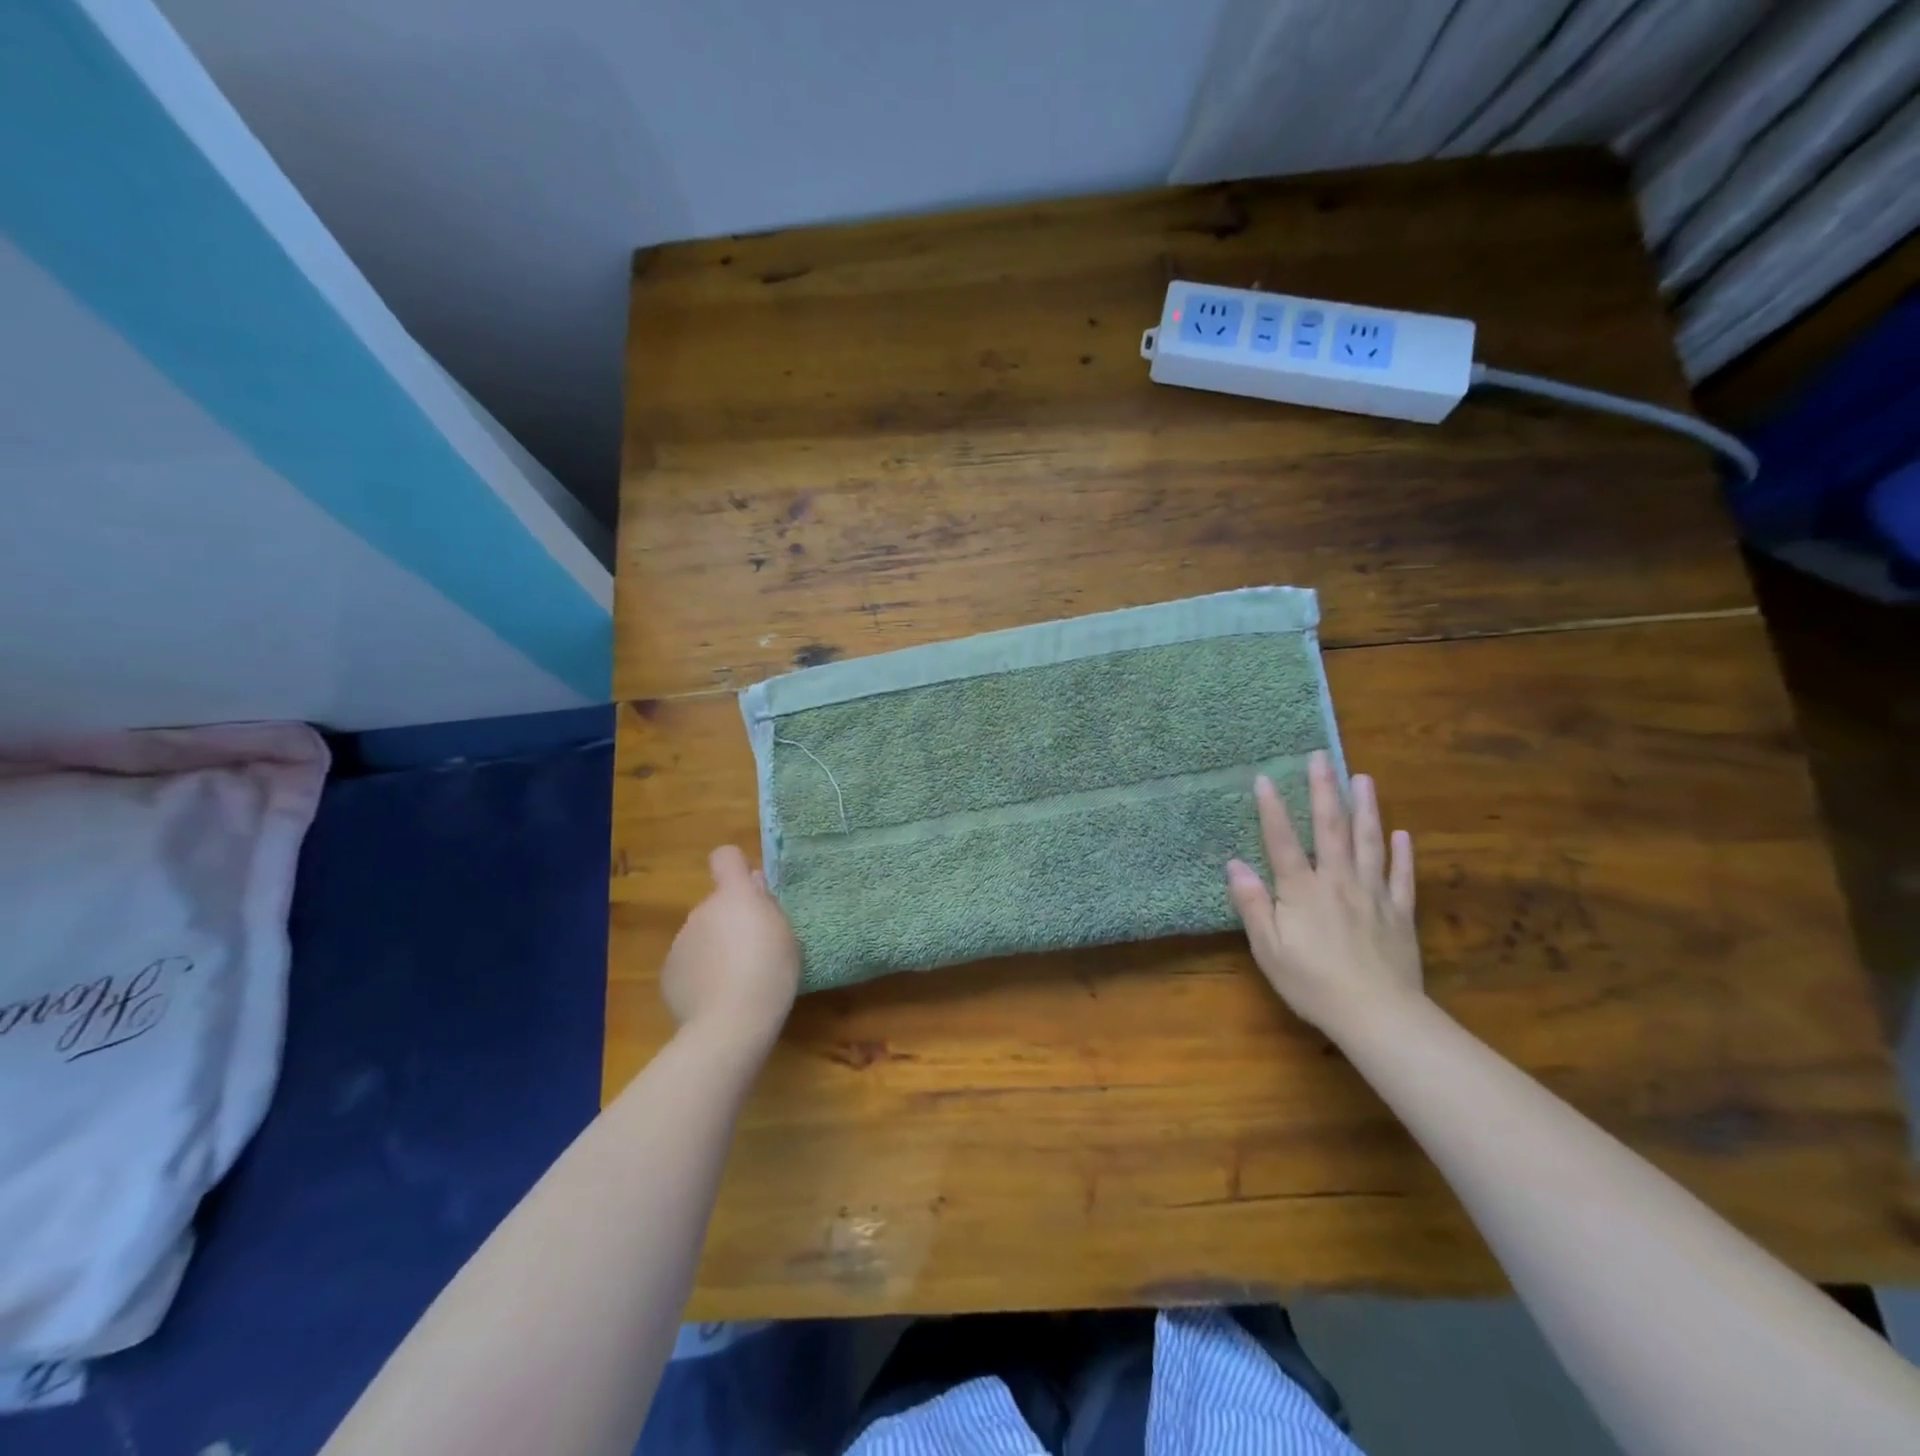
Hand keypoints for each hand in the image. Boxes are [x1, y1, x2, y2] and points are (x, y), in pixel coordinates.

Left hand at [661, 846, 799, 1047]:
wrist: (731, 1023)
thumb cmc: (770, 972)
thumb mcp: (785, 934)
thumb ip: (766, 905)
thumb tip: (753, 885)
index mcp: (734, 896)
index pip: (725, 857)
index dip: (735, 867)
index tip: (749, 888)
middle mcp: (701, 911)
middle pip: (716, 906)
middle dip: (729, 921)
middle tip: (752, 951)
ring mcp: (680, 942)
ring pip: (700, 936)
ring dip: (714, 949)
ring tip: (735, 981)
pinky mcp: (668, 974)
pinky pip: (688, 964)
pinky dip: (699, 975)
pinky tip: (715, 998)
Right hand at [1226, 750, 1422, 1036]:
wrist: (1378, 1016)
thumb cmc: (1313, 983)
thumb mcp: (1269, 949)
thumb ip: (1253, 904)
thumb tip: (1234, 864)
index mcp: (1302, 891)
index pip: (1282, 841)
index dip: (1272, 808)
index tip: (1264, 777)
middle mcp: (1337, 882)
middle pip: (1330, 828)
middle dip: (1324, 790)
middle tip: (1322, 757)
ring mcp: (1373, 895)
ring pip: (1368, 842)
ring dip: (1365, 808)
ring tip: (1363, 778)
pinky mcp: (1400, 913)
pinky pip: (1401, 877)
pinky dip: (1402, 853)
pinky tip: (1401, 833)